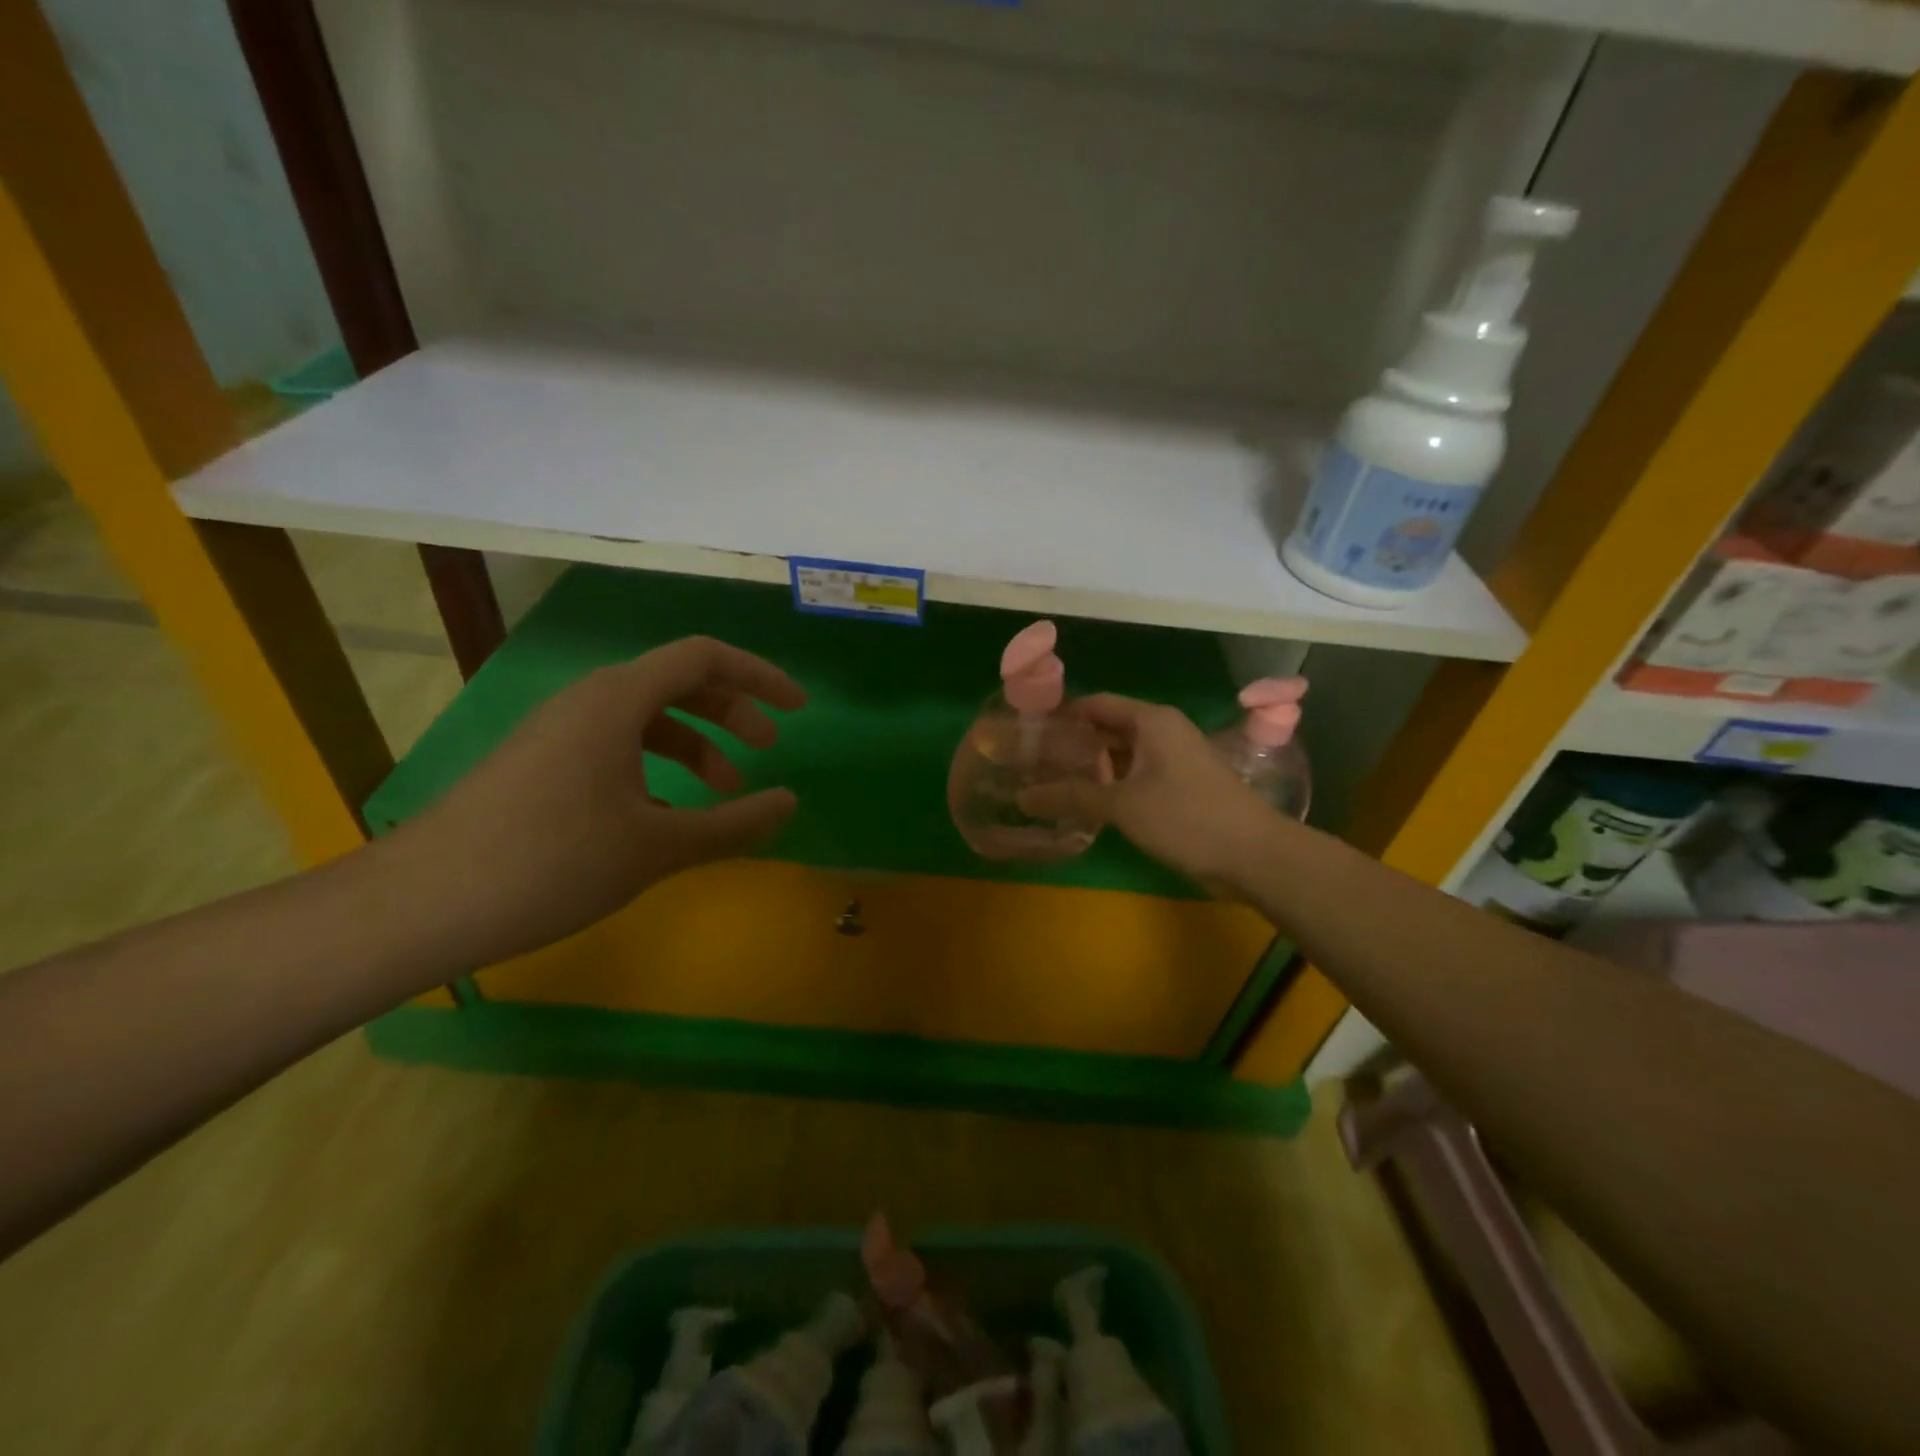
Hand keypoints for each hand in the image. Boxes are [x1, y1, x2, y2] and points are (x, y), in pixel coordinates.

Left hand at [382, 636, 805, 968]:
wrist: (421, 904)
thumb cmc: (551, 863)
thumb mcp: (657, 847)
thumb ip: (732, 824)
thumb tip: (789, 803)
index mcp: (617, 701)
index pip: (704, 658)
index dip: (759, 677)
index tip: (798, 709)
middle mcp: (588, 701)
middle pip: (677, 683)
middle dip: (732, 713)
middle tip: (768, 751)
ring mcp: (558, 732)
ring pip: (646, 719)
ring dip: (695, 745)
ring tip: (723, 793)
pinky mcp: (539, 763)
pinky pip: (615, 747)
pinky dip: (656, 769)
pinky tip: (664, 818)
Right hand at [1018, 694, 1280, 892]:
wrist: (1253, 854)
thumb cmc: (1186, 817)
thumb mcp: (1123, 805)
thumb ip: (1072, 797)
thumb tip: (1023, 797)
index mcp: (1151, 720)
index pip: (1095, 704)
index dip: (1061, 715)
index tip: (1028, 733)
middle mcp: (1163, 731)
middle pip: (1107, 727)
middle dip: (1072, 744)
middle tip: (1032, 763)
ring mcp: (1174, 758)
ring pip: (1121, 754)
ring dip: (1090, 767)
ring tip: (1050, 782)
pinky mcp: (1180, 785)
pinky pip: (1136, 775)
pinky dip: (1111, 784)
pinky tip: (1085, 803)